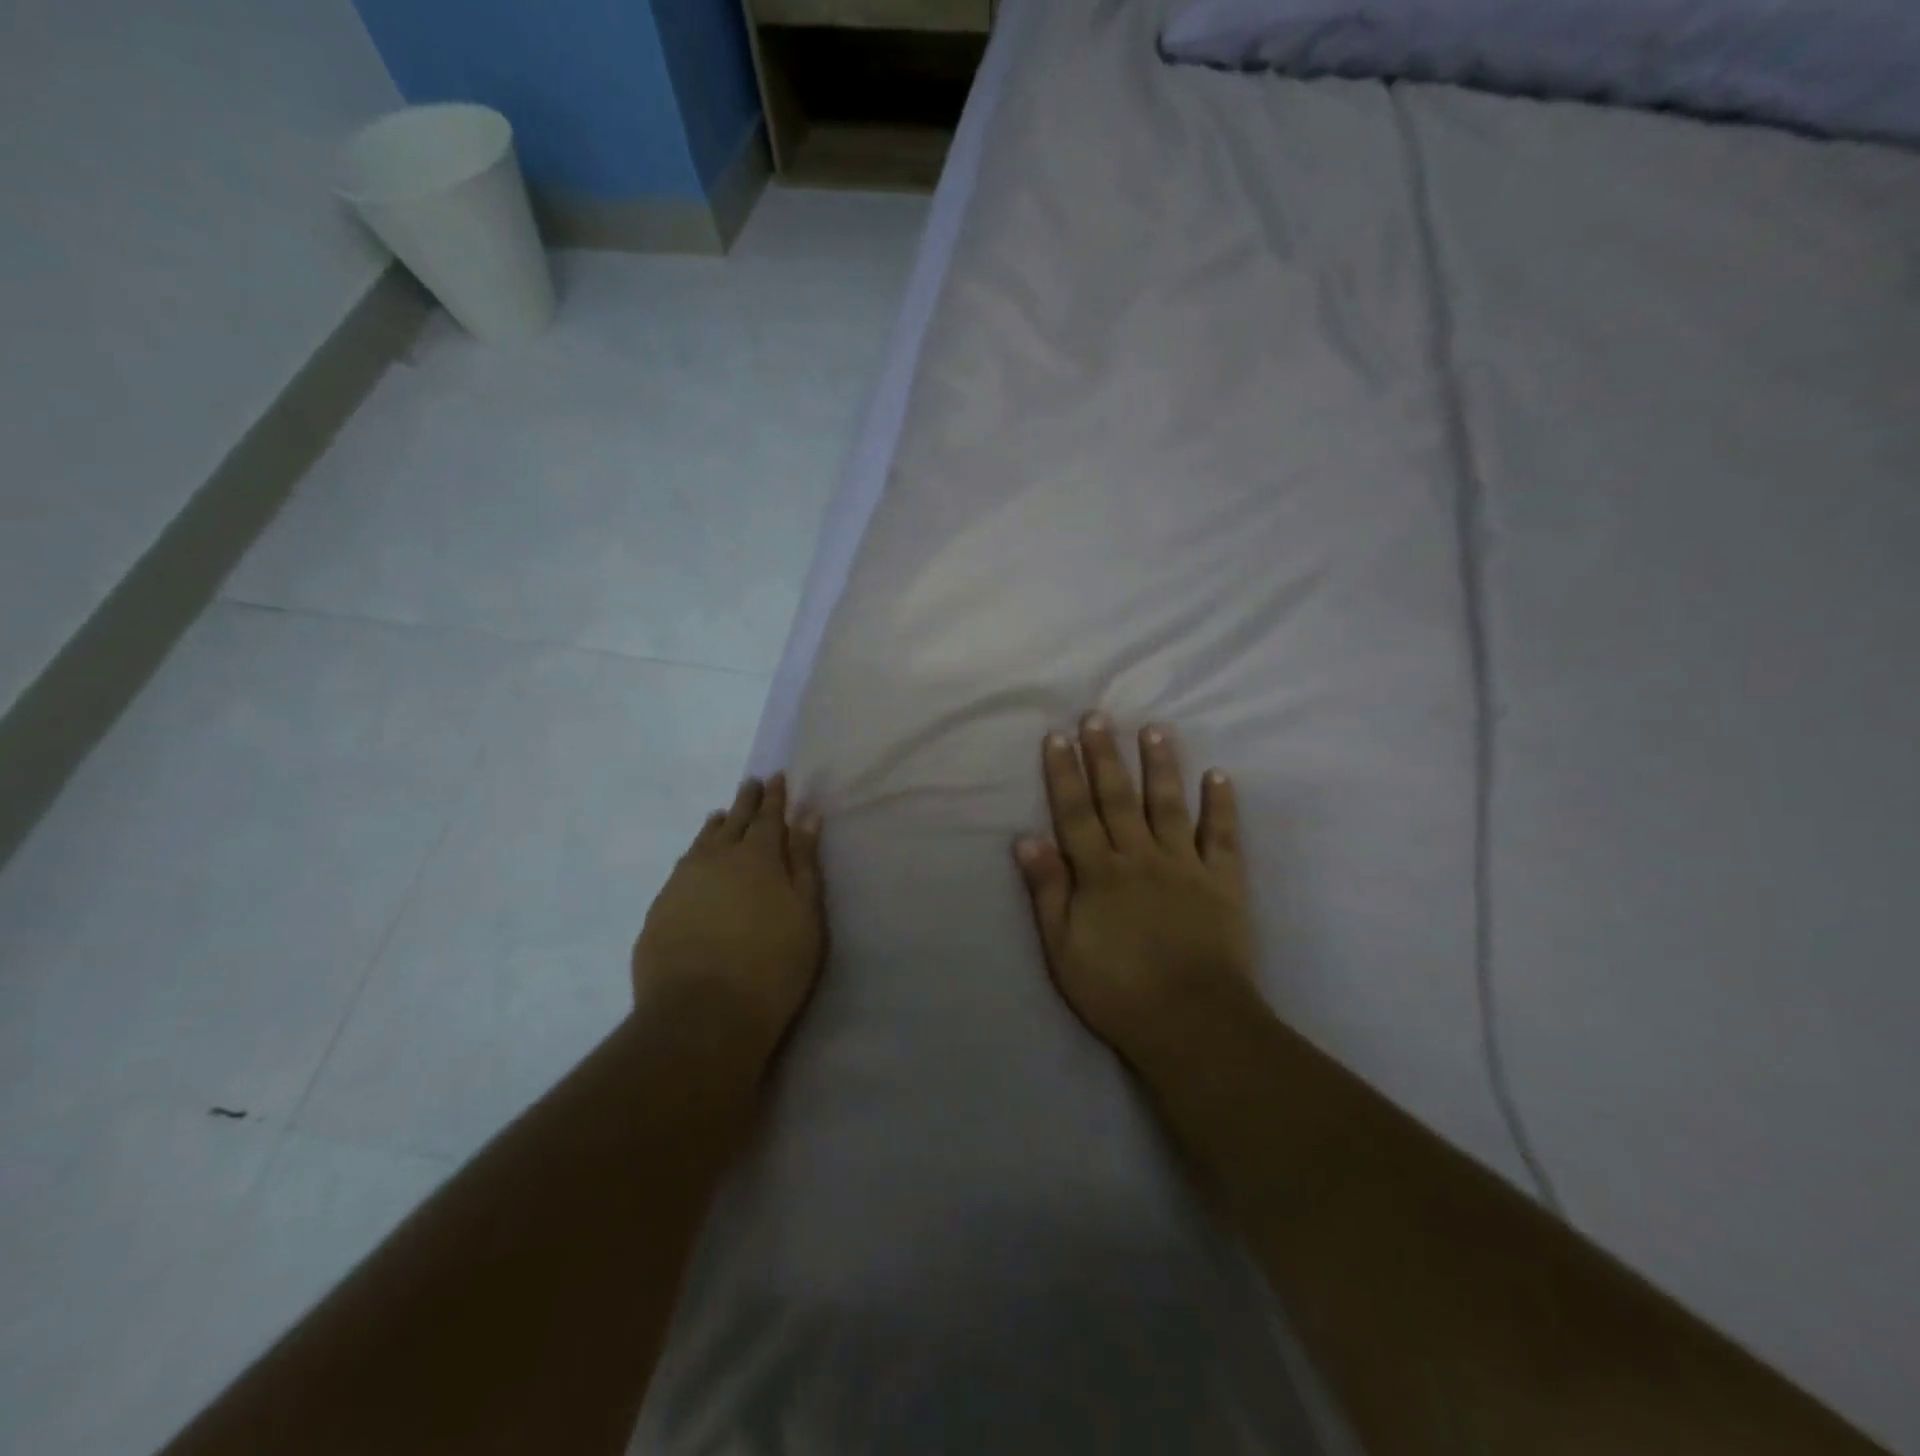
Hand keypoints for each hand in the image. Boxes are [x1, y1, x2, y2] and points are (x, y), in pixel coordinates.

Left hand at [633, 774, 825, 1067]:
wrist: (702, 1015)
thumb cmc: (772, 965)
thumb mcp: (806, 915)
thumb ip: (805, 864)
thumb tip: (806, 818)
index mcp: (756, 857)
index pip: (768, 816)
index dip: (774, 797)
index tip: (776, 777)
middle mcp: (715, 859)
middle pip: (733, 821)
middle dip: (745, 801)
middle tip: (750, 784)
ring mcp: (682, 883)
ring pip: (702, 842)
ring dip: (716, 826)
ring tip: (721, 816)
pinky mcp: (659, 910)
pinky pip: (682, 868)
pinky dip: (694, 856)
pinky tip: (695, 863)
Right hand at [1014, 715, 1253, 1068]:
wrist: (1191, 1023)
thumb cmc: (1117, 990)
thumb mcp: (1063, 948)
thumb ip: (1048, 890)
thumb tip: (1027, 838)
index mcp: (1100, 873)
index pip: (1075, 813)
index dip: (1064, 773)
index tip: (1058, 737)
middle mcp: (1140, 857)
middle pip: (1118, 798)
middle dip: (1105, 755)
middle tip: (1098, 716)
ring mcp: (1185, 866)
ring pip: (1168, 805)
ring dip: (1160, 765)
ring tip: (1155, 729)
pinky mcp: (1223, 882)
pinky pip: (1222, 836)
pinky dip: (1221, 805)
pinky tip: (1219, 776)